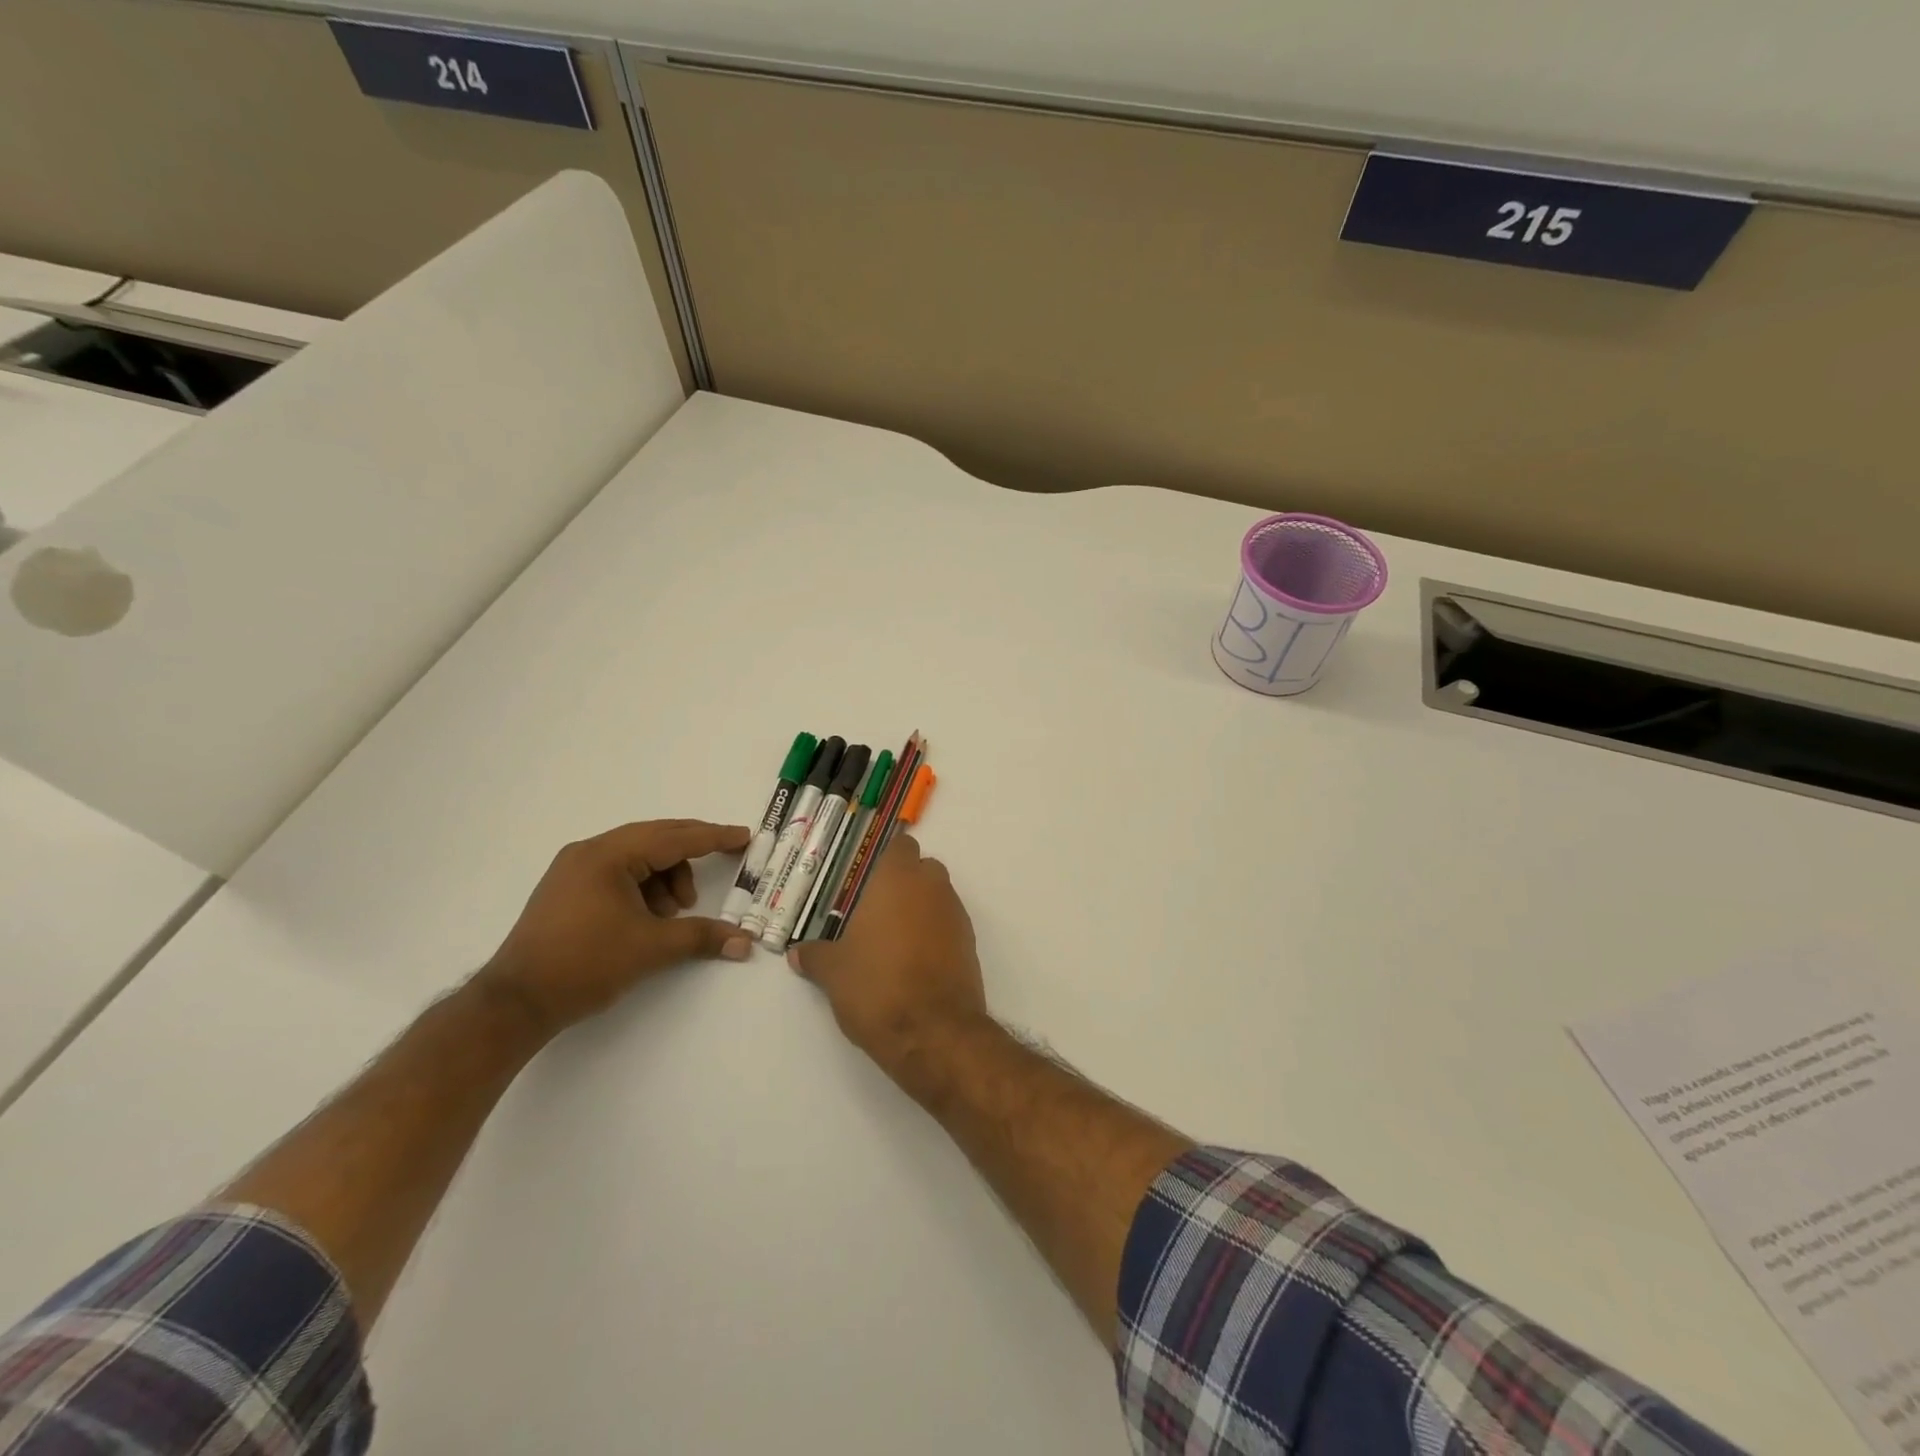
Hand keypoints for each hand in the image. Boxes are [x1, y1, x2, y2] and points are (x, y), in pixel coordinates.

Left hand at [481, 819, 752, 1035]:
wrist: (515, 1003)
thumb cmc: (585, 964)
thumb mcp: (651, 948)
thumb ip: (702, 936)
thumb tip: (745, 942)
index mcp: (608, 855)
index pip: (673, 838)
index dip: (713, 837)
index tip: (743, 836)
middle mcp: (589, 852)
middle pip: (655, 839)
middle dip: (692, 852)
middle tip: (726, 858)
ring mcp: (574, 869)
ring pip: (638, 857)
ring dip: (667, 877)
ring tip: (676, 912)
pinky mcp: (567, 889)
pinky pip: (619, 873)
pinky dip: (644, 887)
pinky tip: (651, 917)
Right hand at [788, 834, 989, 1084]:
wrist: (933, 1032)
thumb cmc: (877, 986)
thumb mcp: (833, 972)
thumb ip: (815, 955)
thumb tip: (797, 953)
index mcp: (898, 879)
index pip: (900, 846)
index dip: (883, 859)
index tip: (863, 880)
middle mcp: (932, 887)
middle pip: (922, 868)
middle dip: (903, 883)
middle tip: (873, 911)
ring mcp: (956, 915)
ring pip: (938, 896)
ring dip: (920, 908)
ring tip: (890, 940)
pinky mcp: (970, 944)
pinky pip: (949, 925)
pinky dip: (934, 933)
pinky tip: (912, 961)